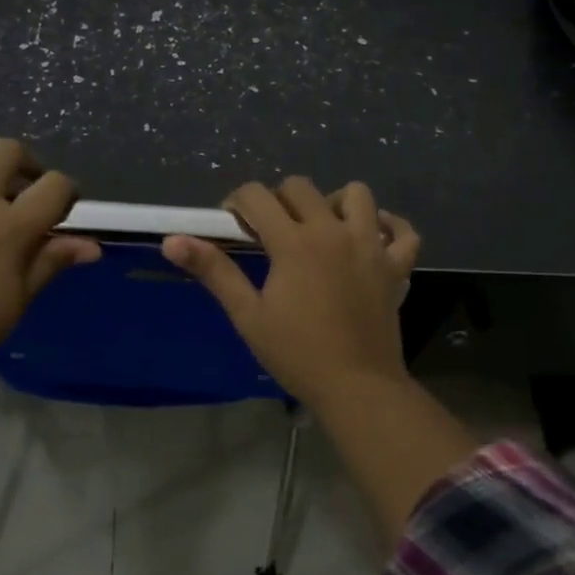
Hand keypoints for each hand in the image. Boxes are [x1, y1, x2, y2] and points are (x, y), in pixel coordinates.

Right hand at [162, 177, 419, 404]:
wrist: (357, 388)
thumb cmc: (296, 353)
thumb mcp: (248, 314)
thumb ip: (214, 271)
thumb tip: (171, 241)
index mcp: (293, 242)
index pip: (257, 196)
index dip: (238, 203)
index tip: (233, 226)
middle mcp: (333, 231)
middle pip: (301, 187)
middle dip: (278, 199)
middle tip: (269, 232)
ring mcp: (370, 245)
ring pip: (356, 194)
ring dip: (333, 202)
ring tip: (320, 227)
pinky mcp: (396, 265)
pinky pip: (402, 230)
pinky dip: (388, 225)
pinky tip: (370, 236)